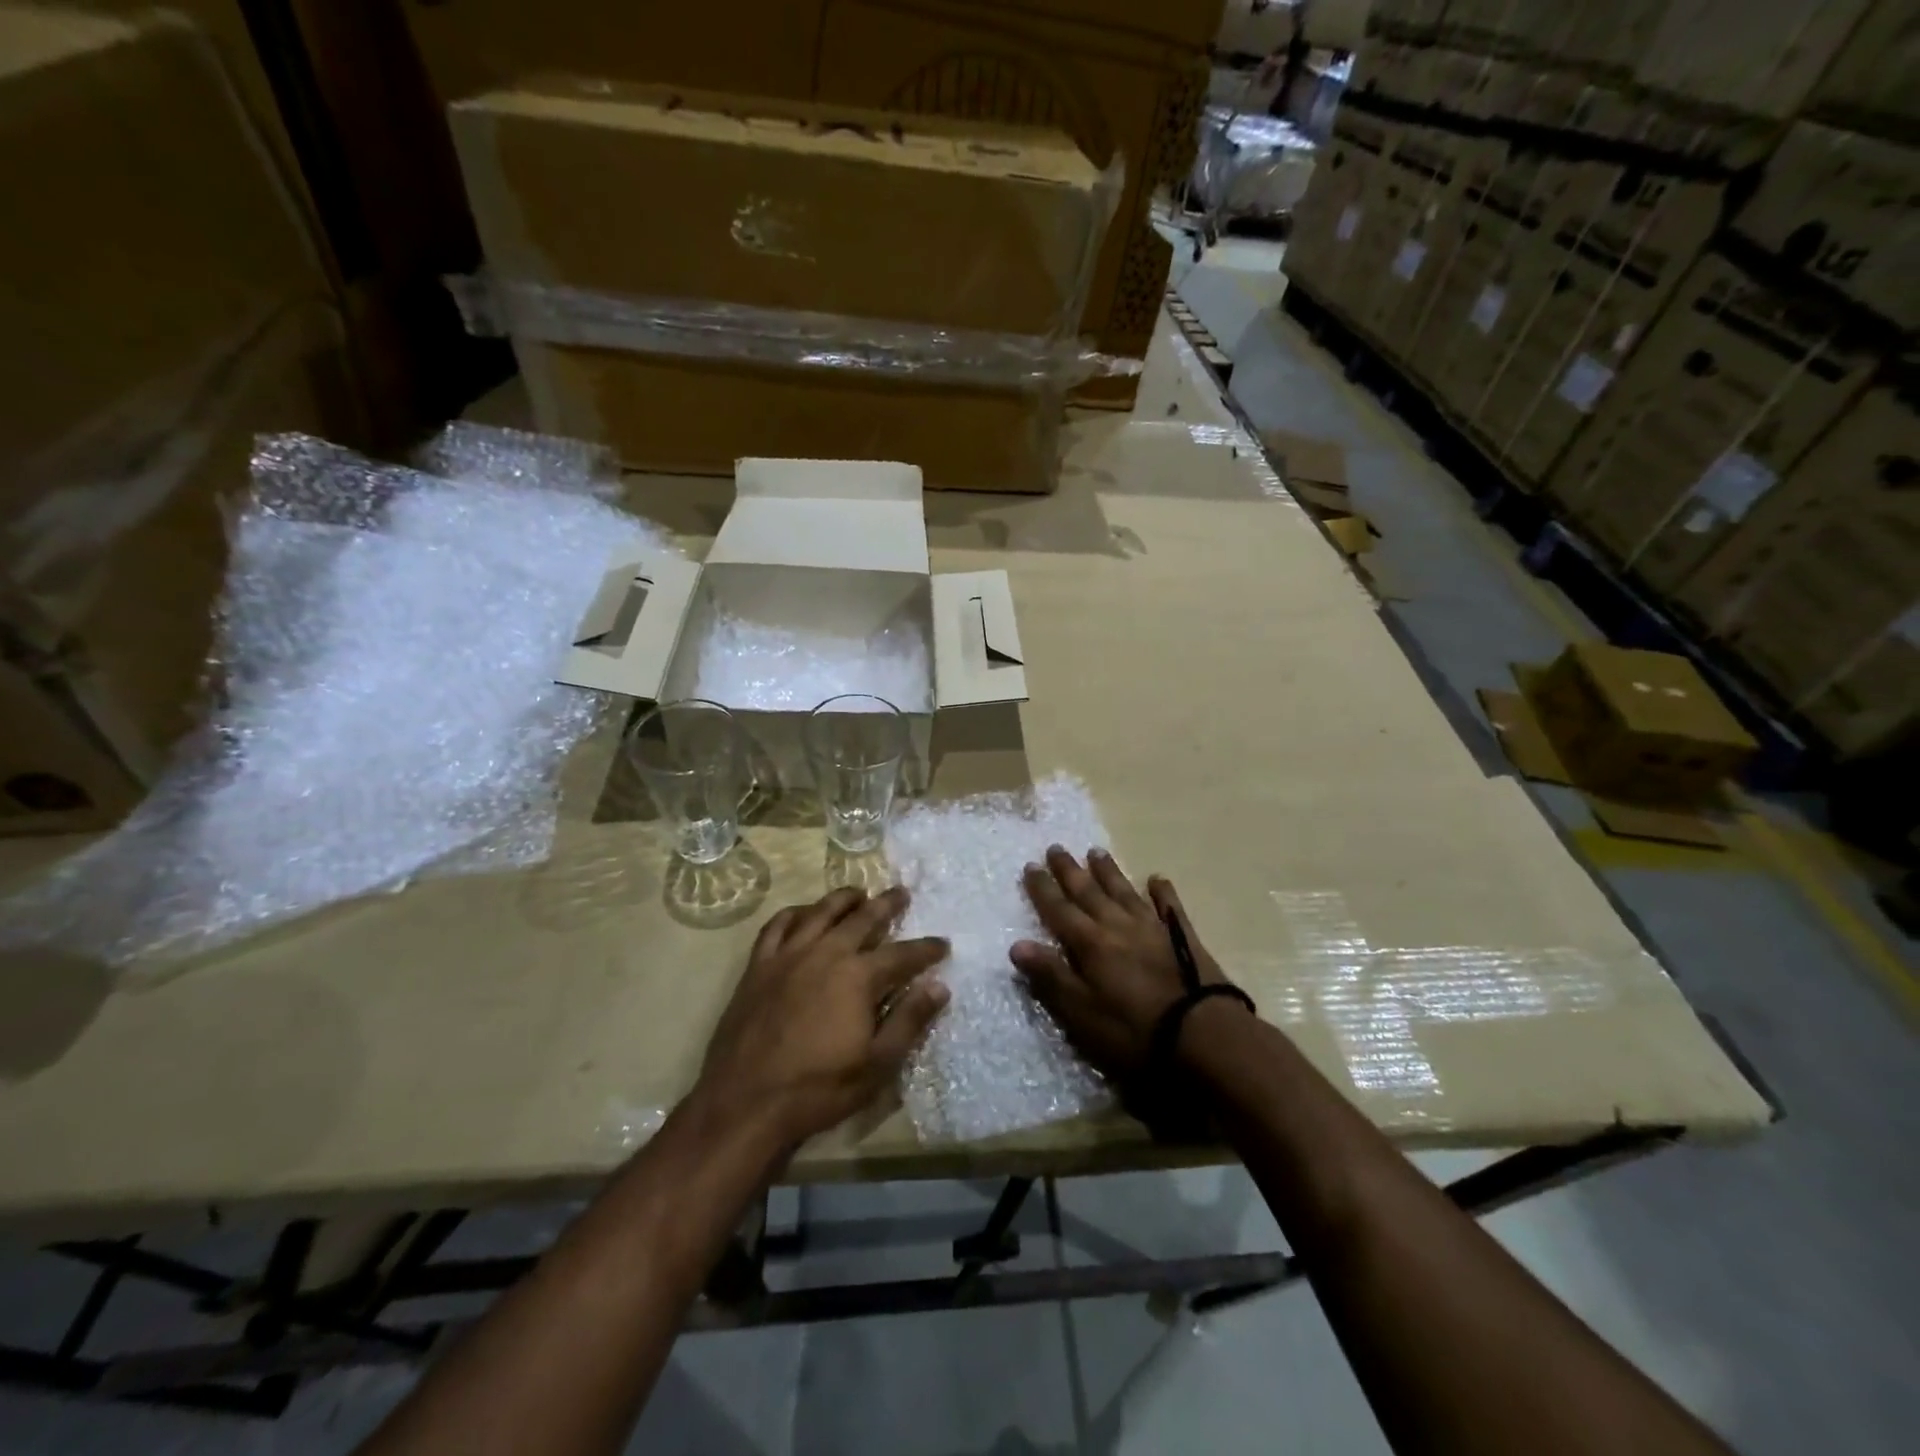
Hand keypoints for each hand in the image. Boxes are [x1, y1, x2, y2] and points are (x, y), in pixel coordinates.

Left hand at [696, 886, 949, 1155]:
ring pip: (820, 912)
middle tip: (901, 892)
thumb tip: (939, 987)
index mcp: (857, 977)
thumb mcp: (877, 1065)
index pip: (902, 954)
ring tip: (858, 892)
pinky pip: (776, 926)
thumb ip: (909, 1021)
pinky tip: (803, 913)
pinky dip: (794, 913)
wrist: (745, 1102)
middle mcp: (825, 953)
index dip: (925, 949)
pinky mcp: (758, 966)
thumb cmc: (818, 1089)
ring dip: (843, 899)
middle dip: (886, 905)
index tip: (943, 944)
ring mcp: (788, 956)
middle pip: (862, 919)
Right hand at [1011, 847, 1245, 1132]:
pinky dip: (1162, 892)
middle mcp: (1118, 926)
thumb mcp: (1082, 1014)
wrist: (1204, 1036)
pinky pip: (1169, 907)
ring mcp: (1153, 928)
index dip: (1043, 889)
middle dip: (1070, 871)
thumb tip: (1017, 945)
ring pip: (1124, 892)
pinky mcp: (1183, 937)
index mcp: (1091, 944)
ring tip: (1096, 852)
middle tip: (1056, 847)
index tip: (1030, 865)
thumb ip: (1051, 977)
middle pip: (1089, 892)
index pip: (1059, 910)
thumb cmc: (1135, 1032)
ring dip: (1109, 872)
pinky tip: (1157, 878)